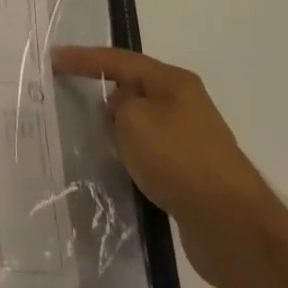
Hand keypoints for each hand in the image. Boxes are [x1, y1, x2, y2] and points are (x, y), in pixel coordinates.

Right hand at [52, 46, 275, 286]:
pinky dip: (134, 160)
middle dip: (104, 96)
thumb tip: (123, 117)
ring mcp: (192, 142)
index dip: (84, 58)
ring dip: (120, 133)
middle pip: (133, 90)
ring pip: (142, 126)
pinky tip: (121, 173)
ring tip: (91, 142)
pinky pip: (152, 157)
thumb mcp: (134, 121)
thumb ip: (118, 109)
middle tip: (72, 104)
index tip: (54, 59)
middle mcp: (184, 105)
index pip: (119, 60)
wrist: (233, 229)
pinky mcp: (193, 177)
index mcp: (173, 82)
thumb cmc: (180, 160)